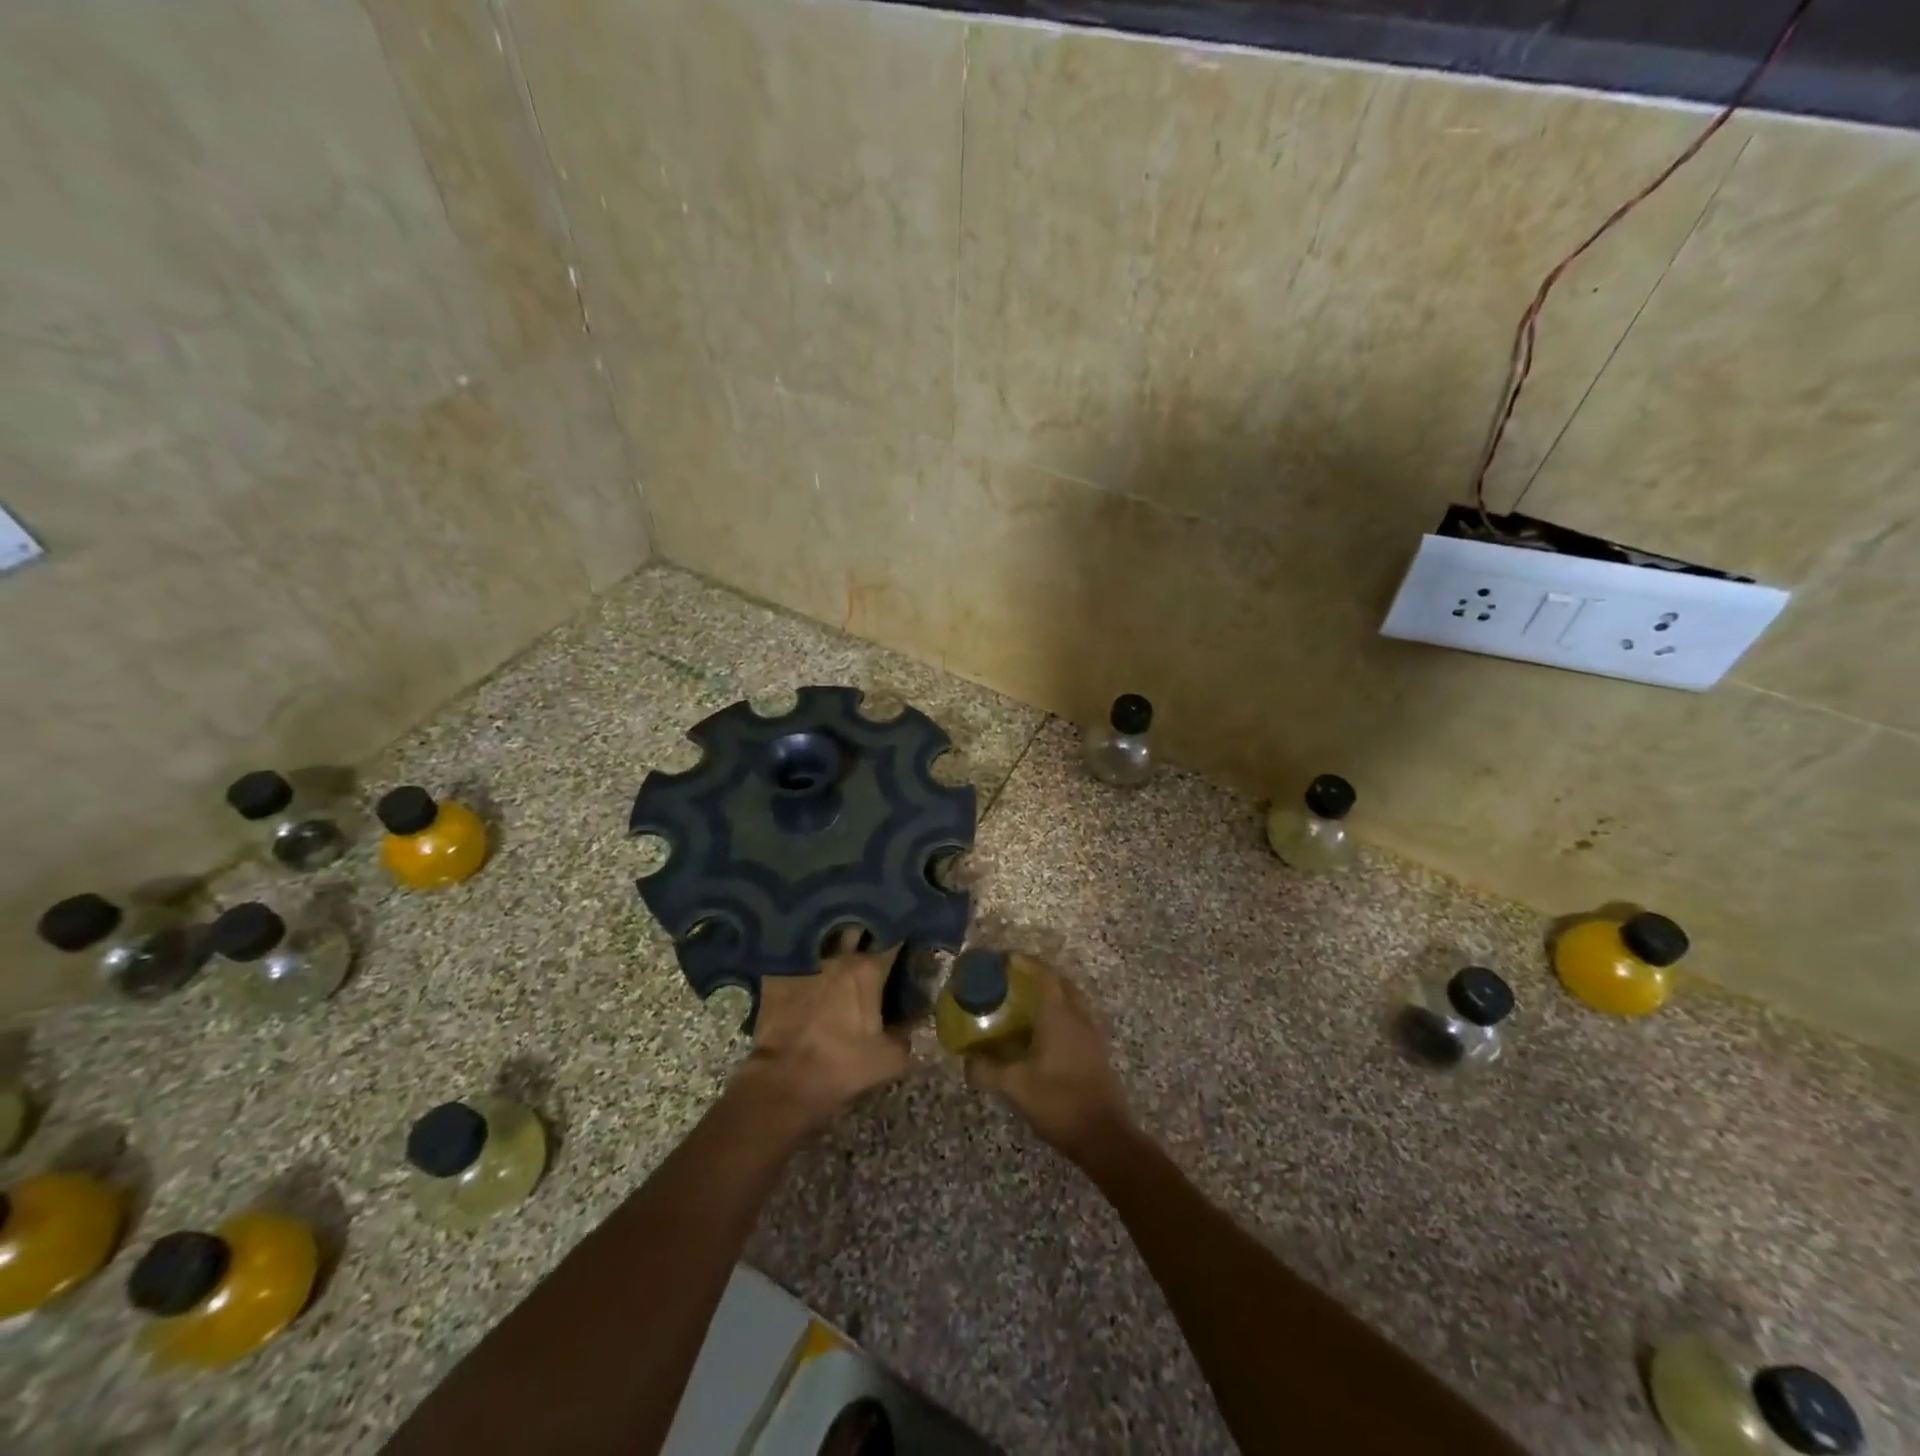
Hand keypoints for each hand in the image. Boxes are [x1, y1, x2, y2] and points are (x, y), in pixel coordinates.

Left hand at [737, 929, 911, 1129]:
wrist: (783, 1079)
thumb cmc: (841, 1065)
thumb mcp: (889, 1059)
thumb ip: (908, 1035)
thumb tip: (918, 1019)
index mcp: (868, 970)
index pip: (893, 939)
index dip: (902, 934)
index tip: (908, 935)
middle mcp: (839, 956)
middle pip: (857, 928)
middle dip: (866, 929)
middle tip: (873, 938)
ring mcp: (806, 961)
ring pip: (825, 937)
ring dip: (835, 939)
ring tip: (842, 946)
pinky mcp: (779, 973)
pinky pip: (797, 955)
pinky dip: (805, 955)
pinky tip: (809, 963)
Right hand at [965, 964, 1133, 1164]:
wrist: (1105, 1137)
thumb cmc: (1059, 1102)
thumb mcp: (1015, 1086)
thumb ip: (986, 1069)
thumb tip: (966, 1060)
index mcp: (1059, 1015)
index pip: (1043, 974)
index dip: (1024, 961)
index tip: (1004, 959)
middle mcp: (1078, 1016)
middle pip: (1060, 982)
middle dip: (1037, 974)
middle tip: (1012, 980)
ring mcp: (1091, 1034)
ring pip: (1071, 1000)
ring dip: (1051, 994)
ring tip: (1023, 1004)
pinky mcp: (1096, 1051)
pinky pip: (1076, 1018)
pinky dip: (1059, 1014)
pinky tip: (1041, 1034)